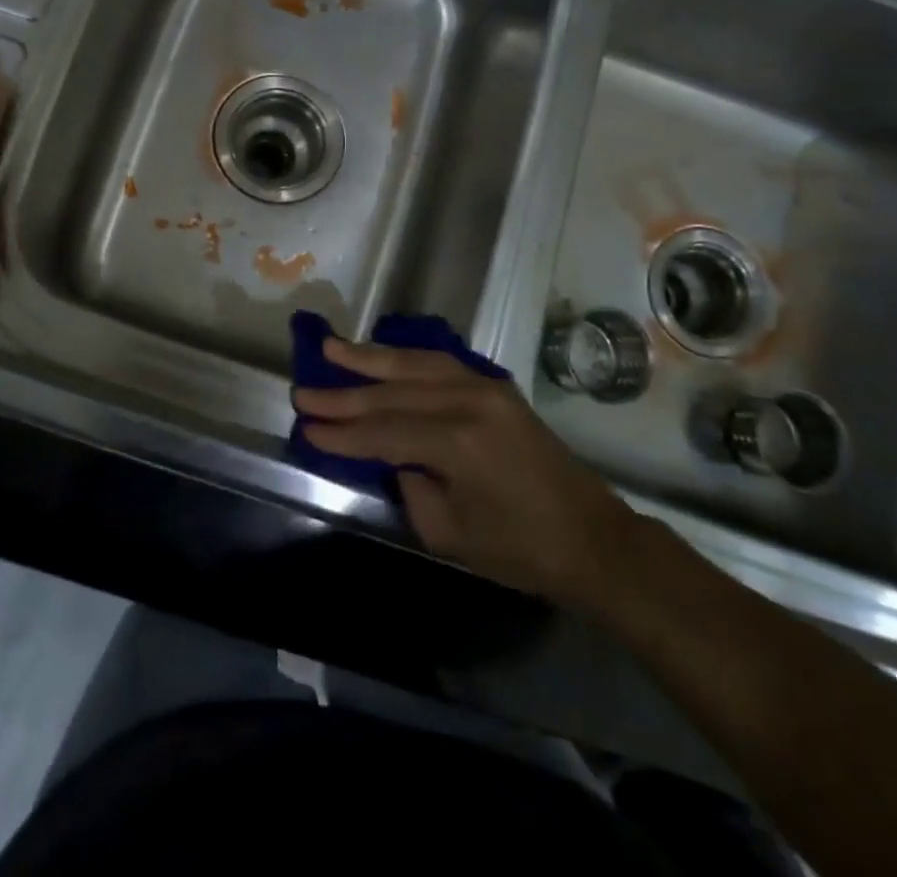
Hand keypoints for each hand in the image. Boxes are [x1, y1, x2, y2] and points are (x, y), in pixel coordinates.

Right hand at [294, 340, 639, 606]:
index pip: (384, 432)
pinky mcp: (496, 387)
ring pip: (414, 365)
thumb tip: (393, 454)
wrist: (592, 539)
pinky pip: (440, 364)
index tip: (306, 427)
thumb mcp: (449, 532)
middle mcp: (469, 402)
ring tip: (331, 348)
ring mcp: (485, 387)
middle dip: (345, 393)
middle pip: (393, 393)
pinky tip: (381, 357)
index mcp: (458, 443)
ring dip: (370, 358)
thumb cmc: (520, 550)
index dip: (342, 433)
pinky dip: (405, 359)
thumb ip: (410, 485)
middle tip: (304, 390)